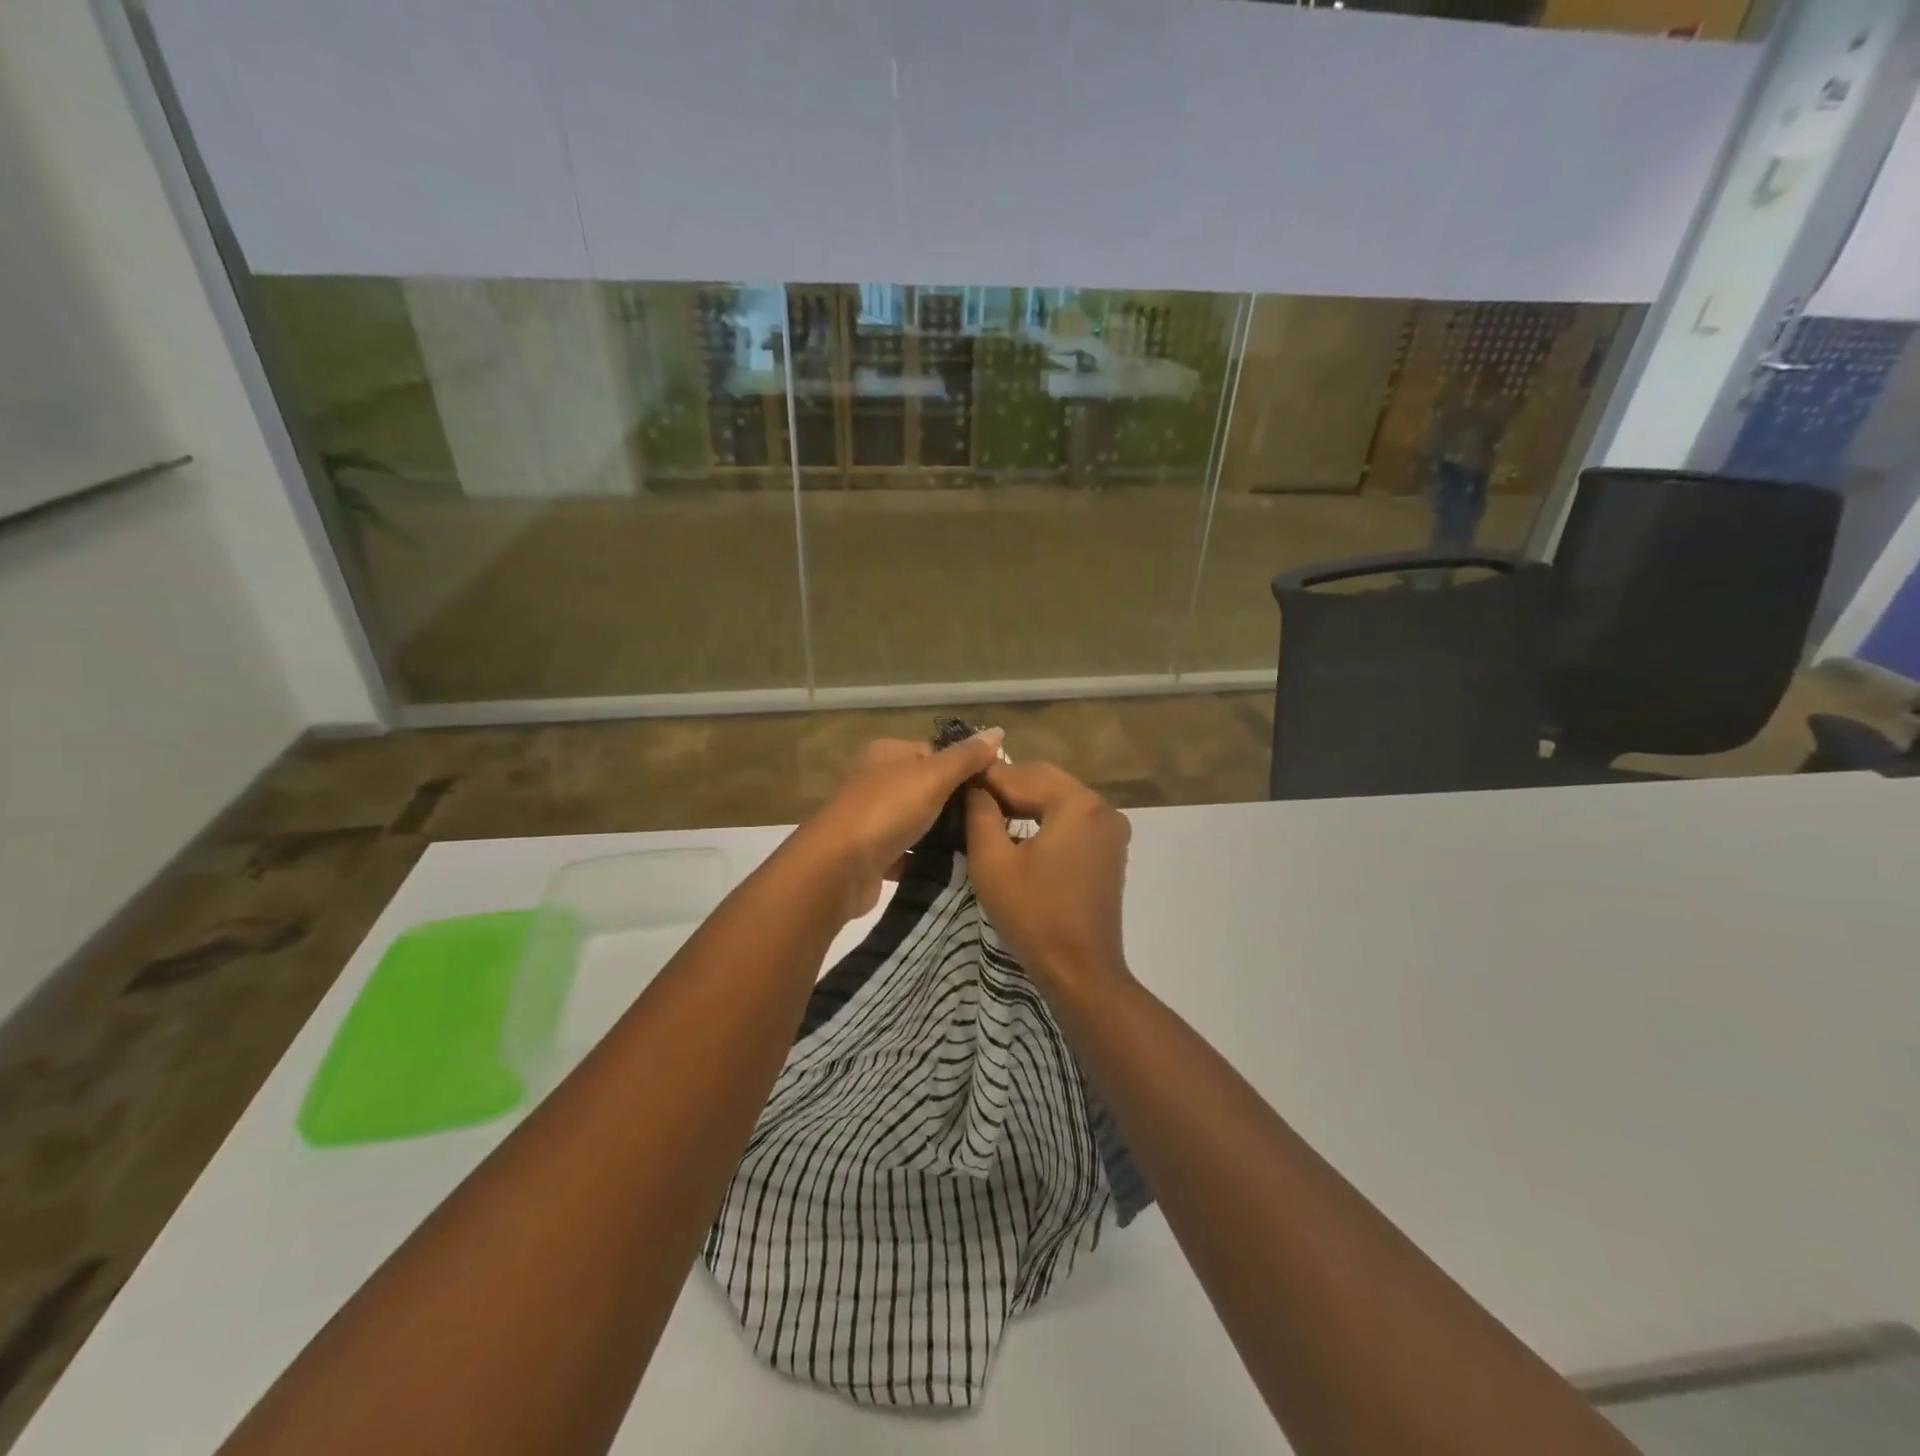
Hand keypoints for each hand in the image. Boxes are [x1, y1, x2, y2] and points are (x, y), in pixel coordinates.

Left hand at [798, 731, 1004, 917]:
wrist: (837, 869)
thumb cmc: (886, 810)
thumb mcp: (933, 776)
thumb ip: (966, 757)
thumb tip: (998, 731)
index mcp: (886, 754)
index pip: (934, 752)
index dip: (964, 768)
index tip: (995, 789)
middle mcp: (875, 781)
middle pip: (927, 787)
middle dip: (957, 804)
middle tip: (992, 819)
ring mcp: (871, 819)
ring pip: (918, 821)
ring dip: (943, 833)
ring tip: (979, 843)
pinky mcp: (871, 854)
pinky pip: (908, 852)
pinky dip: (927, 859)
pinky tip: (954, 867)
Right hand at [964, 761, 1132, 992]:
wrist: (1080, 970)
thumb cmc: (1033, 914)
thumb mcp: (992, 862)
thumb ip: (980, 814)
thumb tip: (975, 789)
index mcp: (1077, 803)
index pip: (1022, 775)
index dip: (985, 778)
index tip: (955, 782)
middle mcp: (1101, 807)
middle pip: (1045, 781)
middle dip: (1007, 786)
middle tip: (969, 798)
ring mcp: (1111, 829)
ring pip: (1059, 798)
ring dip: (1026, 801)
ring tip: (988, 813)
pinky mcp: (1111, 849)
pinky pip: (1073, 819)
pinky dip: (1046, 818)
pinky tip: (1019, 831)